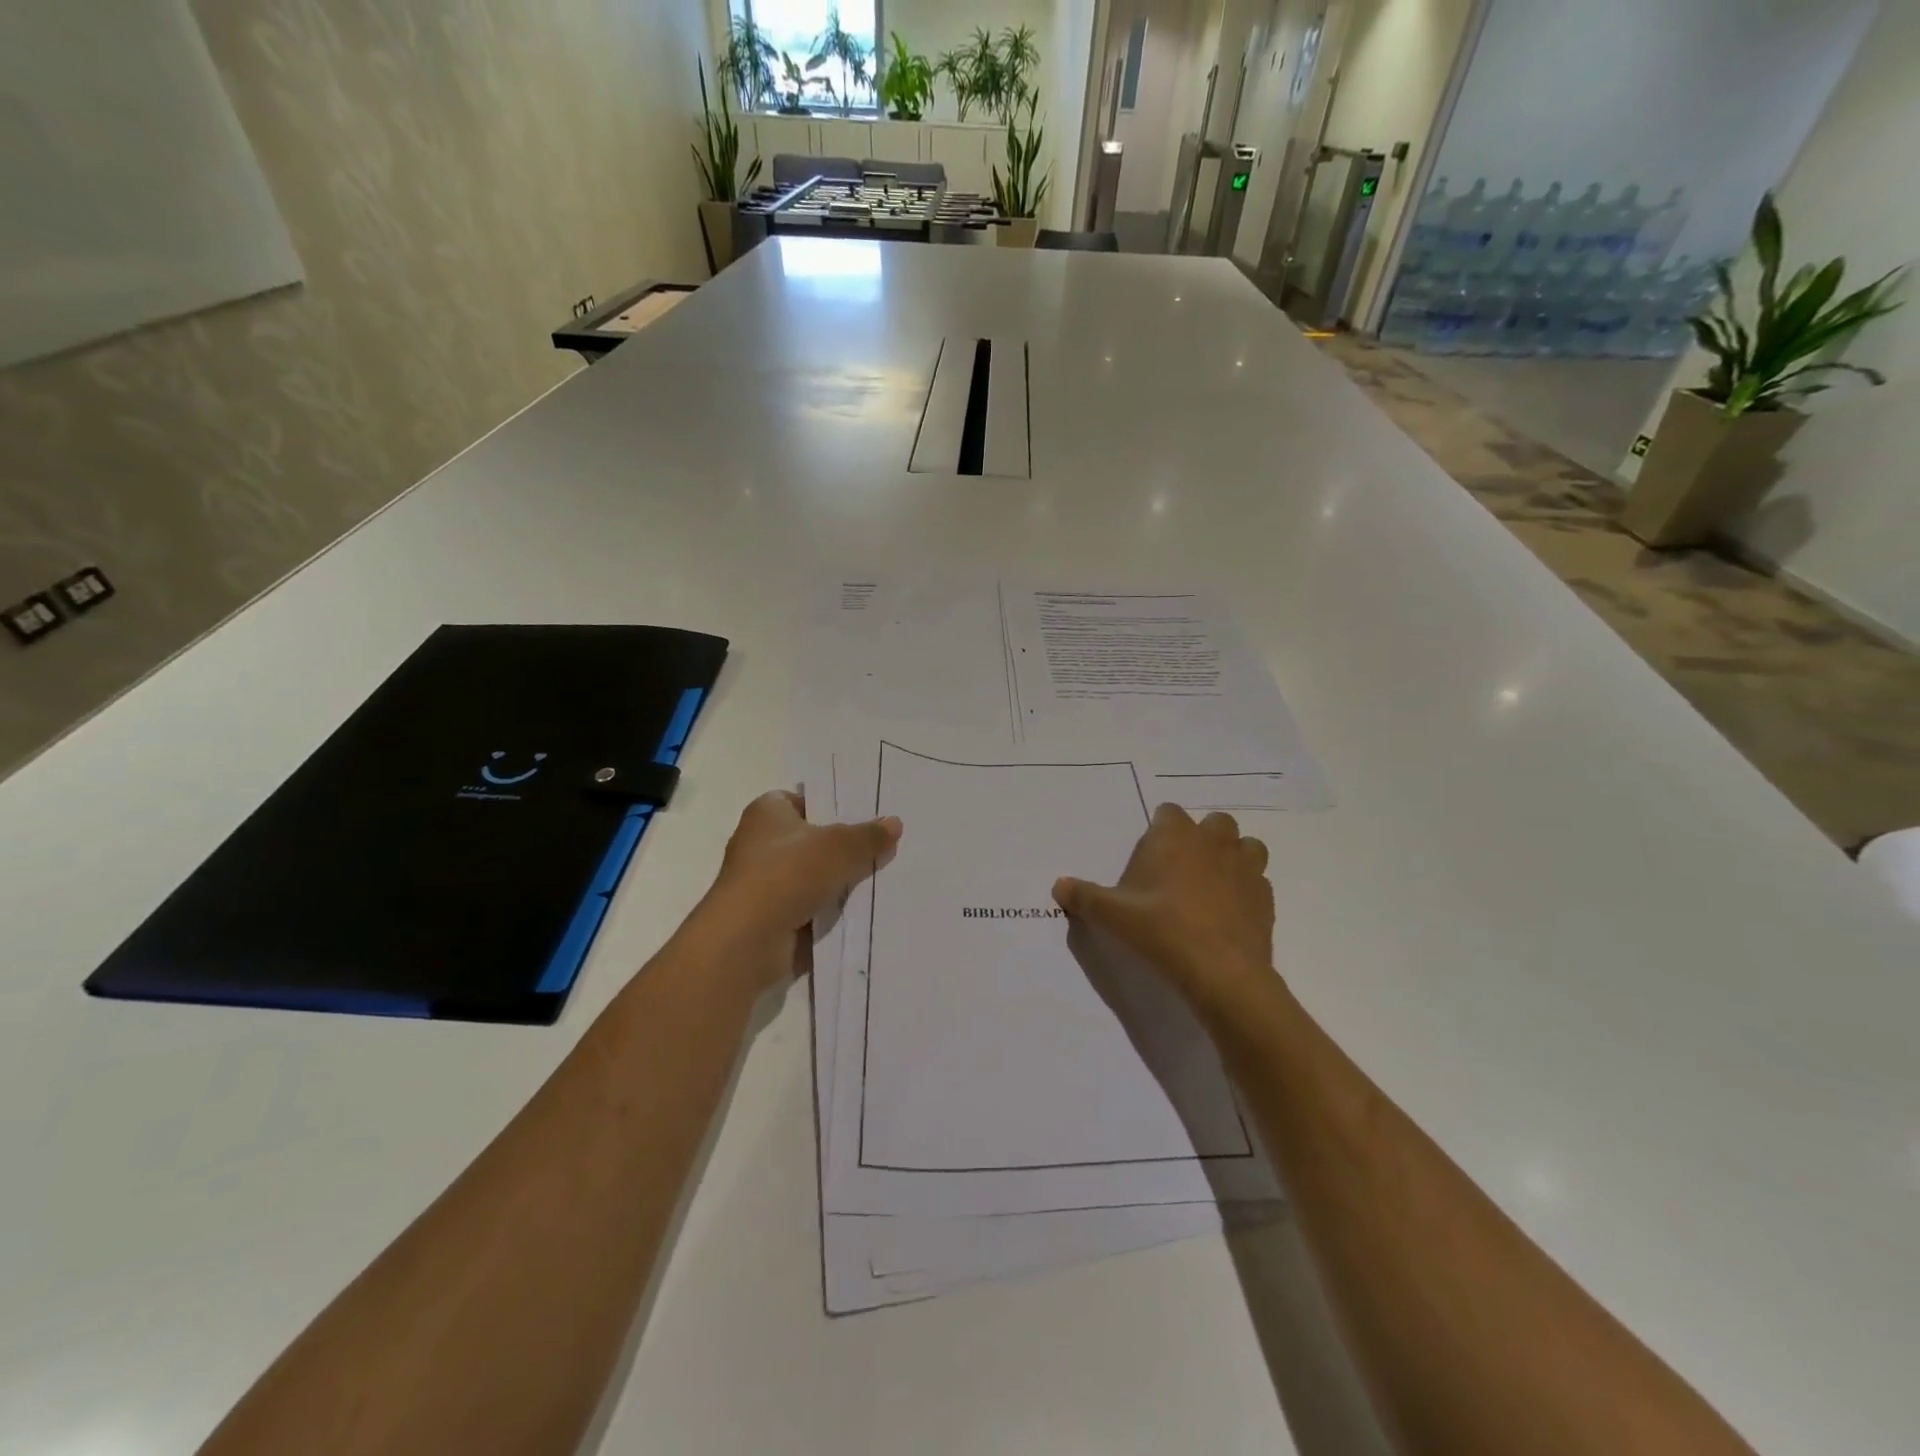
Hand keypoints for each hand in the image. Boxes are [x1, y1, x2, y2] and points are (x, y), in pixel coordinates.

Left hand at [697, 791, 901, 993]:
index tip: (868, 814)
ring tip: (888, 876)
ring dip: (843, 881)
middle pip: (814, 839)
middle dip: (846, 845)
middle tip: (888, 844)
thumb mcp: (839, 846)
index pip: (804, 800)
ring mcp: (767, 883)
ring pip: (817, 876)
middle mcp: (762, 843)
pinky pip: (814, 907)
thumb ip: (868, 835)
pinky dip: (835, 910)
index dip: (834, 805)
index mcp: (767, 812)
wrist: (748, 941)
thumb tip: (894, 823)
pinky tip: (868, 909)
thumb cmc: (787, 874)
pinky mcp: (774, 917)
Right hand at [1052, 804, 1279, 1022]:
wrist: (1220, 971)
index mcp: (1175, 836)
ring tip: (1213, 883)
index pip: (1169, 812)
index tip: (1150, 853)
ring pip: (1246, 846)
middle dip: (1201, 837)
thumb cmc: (1160, 929)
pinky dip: (1246, 890)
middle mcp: (1213, 842)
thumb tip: (1058, 885)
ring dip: (1232, 856)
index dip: (1160, 828)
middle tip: (1181, 867)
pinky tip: (1230, 912)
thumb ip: (1083, 896)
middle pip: (1214, 822)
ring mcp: (1245, 868)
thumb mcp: (1111, 914)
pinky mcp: (1266, 898)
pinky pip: (1258, 882)